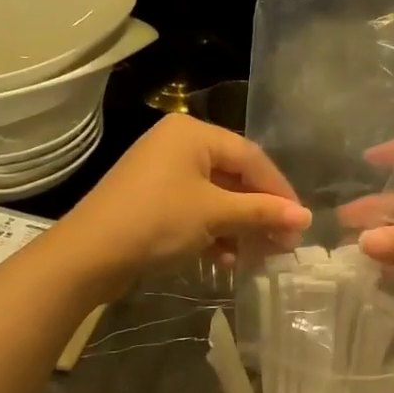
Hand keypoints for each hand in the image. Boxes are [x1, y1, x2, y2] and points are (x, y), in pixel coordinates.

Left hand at [55, 115, 309, 291]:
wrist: (88, 256)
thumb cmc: (157, 221)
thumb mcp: (214, 214)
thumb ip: (261, 212)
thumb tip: (305, 217)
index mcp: (192, 133)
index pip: (250, 156)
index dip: (279, 190)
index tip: (300, 220)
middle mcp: (178, 144)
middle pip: (233, 176)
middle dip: (259, 212)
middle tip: (284, 243)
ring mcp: (162, 172)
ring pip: (215, 197)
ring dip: (238, 227)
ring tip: (258, 256)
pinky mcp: (152, 200)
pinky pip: (194, 209)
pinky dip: (213, 232)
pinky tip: (225, 260)